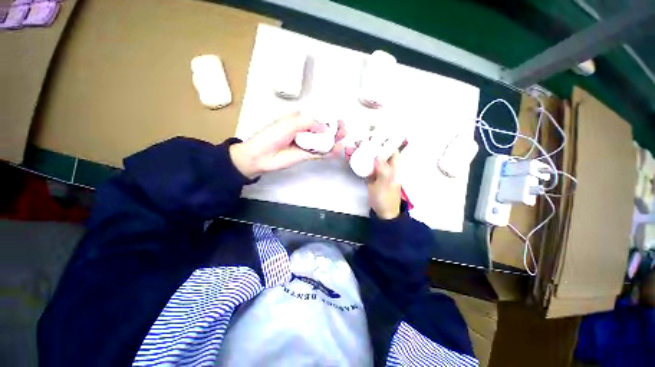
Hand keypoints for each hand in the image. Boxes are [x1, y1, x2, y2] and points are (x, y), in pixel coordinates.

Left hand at [230, 112, 346, 178]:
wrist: (262, 155)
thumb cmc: (272, 135)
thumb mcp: (290, 123)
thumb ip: (309, 123)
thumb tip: (325, 127)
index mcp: (299, 120)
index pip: (317, 118)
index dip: (329, 118)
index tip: (338, 120)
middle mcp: (304, 131)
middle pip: (323, 130)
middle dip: (334, 130)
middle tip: (343, 130)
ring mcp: (306, 144)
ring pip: (323, 142)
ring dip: (334, 140)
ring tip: (343, 139)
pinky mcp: (306, 155)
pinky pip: (320, 153)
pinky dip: (329, 152)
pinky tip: (337, 150)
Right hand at [345, 146, 401, 219]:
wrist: (382, 211)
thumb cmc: (386, 198)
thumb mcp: (385, 185)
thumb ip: (383, 171)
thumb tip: (378, 157)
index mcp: (394, 167)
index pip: (391, 150)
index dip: (384, 141)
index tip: (374, 135)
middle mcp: (386, 166)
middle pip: (378, 152)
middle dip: (368, 146)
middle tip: (357, 141)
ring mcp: (377, 171)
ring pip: (369, 158)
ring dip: (361, 153)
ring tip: (350, 149)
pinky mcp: (371, 175)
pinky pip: (364, 166)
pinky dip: (358, 161)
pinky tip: (350, 158)